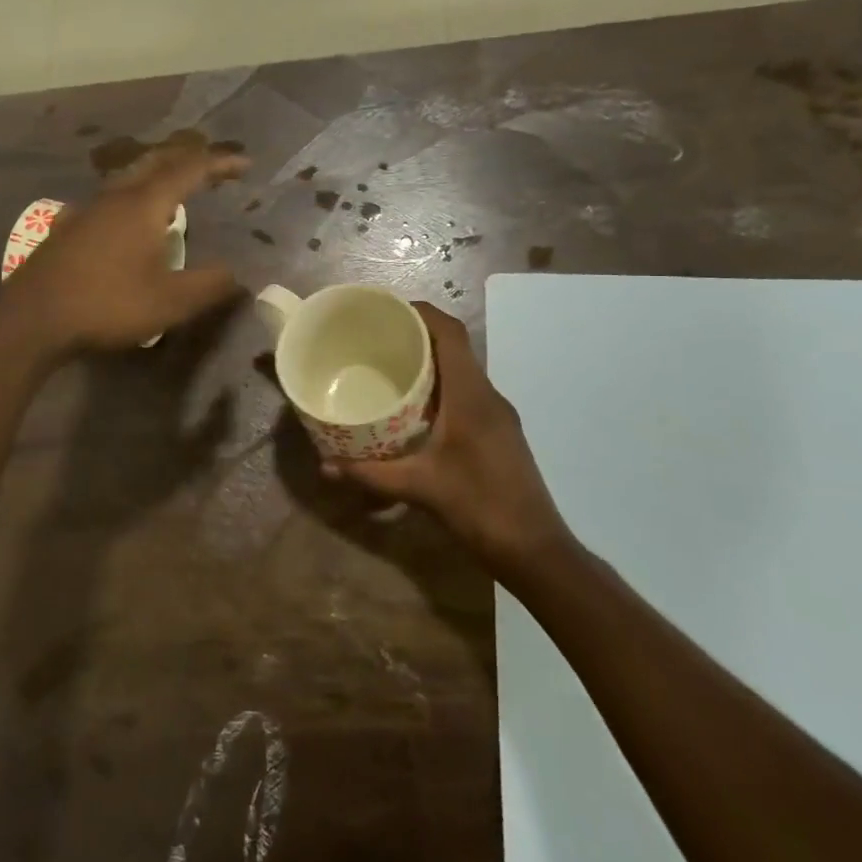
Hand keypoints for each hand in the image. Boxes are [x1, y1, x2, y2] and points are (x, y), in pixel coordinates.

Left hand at [4, 141, 249, 351]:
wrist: (33, 319)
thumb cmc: (107, 305)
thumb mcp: (170, 302)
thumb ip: (210, 286)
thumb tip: (239, 275)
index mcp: (144, 204)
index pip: (190, 169)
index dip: (220, 163)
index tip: (245, 165)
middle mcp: (116, 196)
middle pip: (157, 161)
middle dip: (189, 159)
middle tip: (214, 168)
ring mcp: (88, 209)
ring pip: (130, 177)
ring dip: (159, 175)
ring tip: (178, 190)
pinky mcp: (70, 228)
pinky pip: (112, 198)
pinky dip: (135, 196)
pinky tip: (130, 219)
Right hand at [324, 303, 574, 578]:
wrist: (536, 551)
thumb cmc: (480, 508)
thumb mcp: (419, 488)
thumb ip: (370, 475)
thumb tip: (325, 466)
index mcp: (472, 395)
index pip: (451, 334)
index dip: (421, 313)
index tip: (386, 310)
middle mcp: (488, 396)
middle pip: (455, 347)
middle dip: (418, 336)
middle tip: (377, 339)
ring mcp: (498, 415)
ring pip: (462, 372)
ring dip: (430, 363)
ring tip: (389, 369)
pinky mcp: (499, 433)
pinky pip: (467, 394)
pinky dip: (440, 389)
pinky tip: (415, 411)